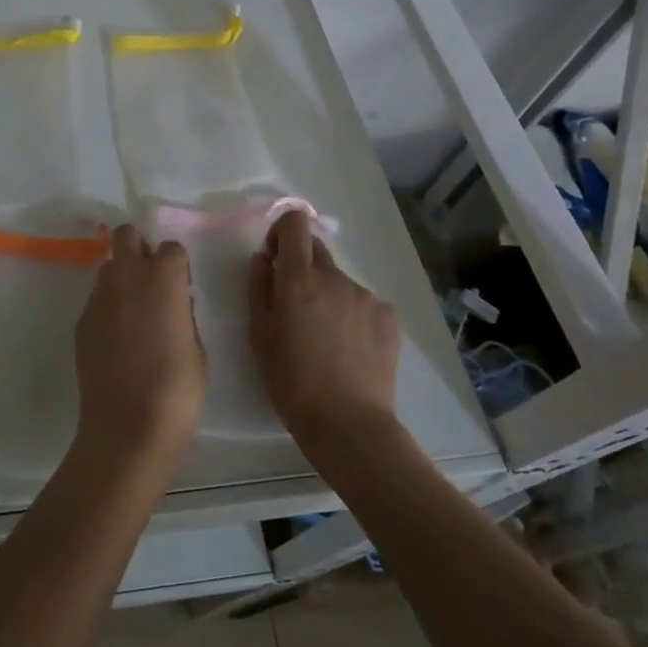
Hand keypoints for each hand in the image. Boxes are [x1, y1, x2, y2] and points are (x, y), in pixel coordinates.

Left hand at [73, 225, 205, 470]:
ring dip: (121, 279)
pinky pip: (96, 301)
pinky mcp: (81, 322)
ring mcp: (99, 299)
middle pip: (126, 236)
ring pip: (108, 268)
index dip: (177, 266)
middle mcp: (127, 278)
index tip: (181, 288)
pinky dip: (108, 309)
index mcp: (163, 279)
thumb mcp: (197, 350)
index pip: (170, 248)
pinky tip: (117, 341)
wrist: (128, 427)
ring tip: (133, 314)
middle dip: (139, 249)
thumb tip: (175, 304)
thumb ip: (184, 316)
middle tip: (151, 282)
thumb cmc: (177, 390)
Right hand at [249, 211, 402, 452]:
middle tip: (294, 306)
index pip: (295, 223)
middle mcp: (335, 277)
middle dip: (301, 266)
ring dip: (326, 294)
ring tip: (324, 337)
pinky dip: (351, 315)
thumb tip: (263, 259)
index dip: (283, 231)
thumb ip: (259, 288)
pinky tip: (348, 348)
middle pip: (316, 249)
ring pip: (338, 280)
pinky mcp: (389, 317)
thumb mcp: (259, 335)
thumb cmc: (291, 381)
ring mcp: (366, 296)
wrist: (348, 423)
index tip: (275, 257)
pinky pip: (362, 303)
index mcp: (298, 278)